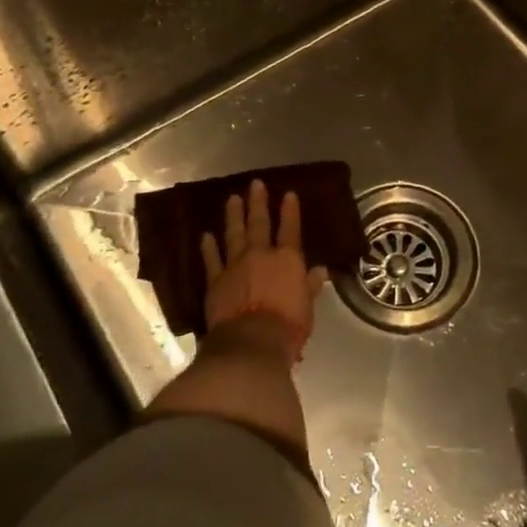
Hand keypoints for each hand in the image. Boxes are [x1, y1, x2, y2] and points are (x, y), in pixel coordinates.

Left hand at [200, 179, 329, 363]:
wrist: (251, 342)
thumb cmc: (288, 327)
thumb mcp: (307, 307)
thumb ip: (310, 286)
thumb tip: (320, 270)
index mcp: (287, 260)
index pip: (290, 229)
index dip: (290, 211)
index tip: (288, 193)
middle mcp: (261, 255)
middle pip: (259, 224)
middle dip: (258, 203)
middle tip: (255, 184)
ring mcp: (235, 265)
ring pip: (234, 234)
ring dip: (233, 216)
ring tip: (232, 199)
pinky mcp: (216, 281)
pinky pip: (212, 260)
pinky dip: (208, 247)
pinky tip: (206, 235)